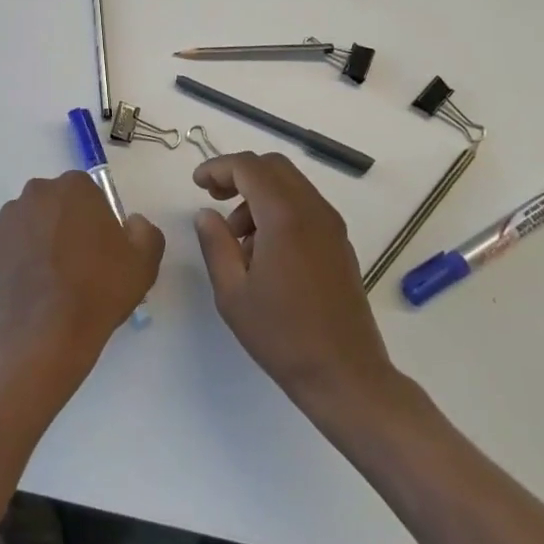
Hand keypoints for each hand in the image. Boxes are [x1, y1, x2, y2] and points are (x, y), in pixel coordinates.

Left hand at [0, 172, 164, 372]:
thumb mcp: (144, 262)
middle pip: (56, 203)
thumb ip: (145, 230)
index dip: (95, 219)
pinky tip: (31, 285)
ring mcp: (8, 217)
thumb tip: (131, 222)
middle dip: (65, 223)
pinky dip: (18, 257)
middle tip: (77, 263)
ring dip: (40, 238)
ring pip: (31, 221)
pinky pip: (10, 243)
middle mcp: (37, 191)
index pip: (87, 192)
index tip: (100, 247)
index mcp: (74, 187)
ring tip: (50, 279)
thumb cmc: (98, 291)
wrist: (46, 334)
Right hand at [194, 152, 401, 416]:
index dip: (218, 167)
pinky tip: (264, 248)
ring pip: (290, 184)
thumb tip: (206, 214)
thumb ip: (215, 243)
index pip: (248, 167)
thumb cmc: (283, 336)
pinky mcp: (340, 244)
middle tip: (214, 196)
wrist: (347, 377)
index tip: (196, 183)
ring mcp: (332, 226)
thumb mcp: (232, 292)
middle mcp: (313, 211)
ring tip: (238, 236)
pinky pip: (305, 206)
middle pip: (273, 166)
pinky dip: (279, 208)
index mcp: (285, 216)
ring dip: (259, 193)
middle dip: (239, 173)